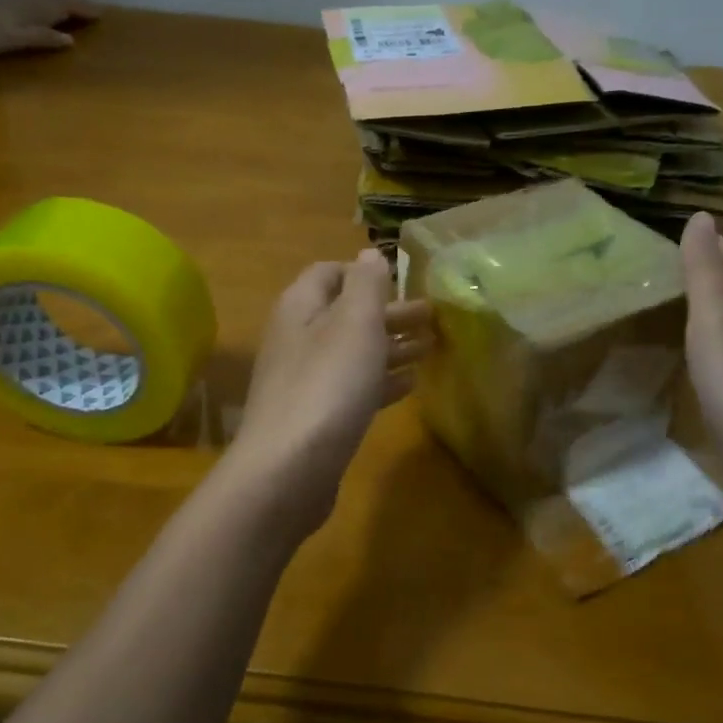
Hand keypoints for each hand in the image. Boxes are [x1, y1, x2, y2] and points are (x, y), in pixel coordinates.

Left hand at [0, 0, 104, 54]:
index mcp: (38, 11)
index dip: (85, 11)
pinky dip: (51, 7)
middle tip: (94, 12)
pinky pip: (40, 3)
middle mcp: (32, 3)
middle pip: (60, 1)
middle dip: (78, 6)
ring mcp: (20, 2)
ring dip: (65, 5)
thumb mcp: (17, 39)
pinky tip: (49, 14)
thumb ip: (44, 38)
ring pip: (49, 1)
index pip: (67, 8)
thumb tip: (71, 40)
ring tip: (77, 13)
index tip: (102, 14)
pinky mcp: (9, 4)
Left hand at [228, 249, 433, 532]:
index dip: (364, 273)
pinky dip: (380, 380)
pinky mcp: (316, 418)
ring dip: (390, 346)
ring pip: (352, 353)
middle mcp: (298, 339)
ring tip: (430, 348)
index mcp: (300, 308)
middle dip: (388, 312)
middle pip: (345, 315)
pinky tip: (410, 385)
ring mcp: (305, 381)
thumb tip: (368, 252)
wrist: (289, 469)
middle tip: (433, 317)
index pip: (329, 273)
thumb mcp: (354, 323)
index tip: (402, 281)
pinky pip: (352, 388)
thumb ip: (366, 284)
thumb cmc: (328, 384)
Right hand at [680, 211, 722, 480]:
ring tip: (682, 305)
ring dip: (718, 307)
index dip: (719, 245)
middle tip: (678, 268)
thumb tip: (701, 217)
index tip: (686, 237)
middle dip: (719, 273)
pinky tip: (700, 356)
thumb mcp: (716, 318)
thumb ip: (706, 271)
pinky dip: (716, 342)